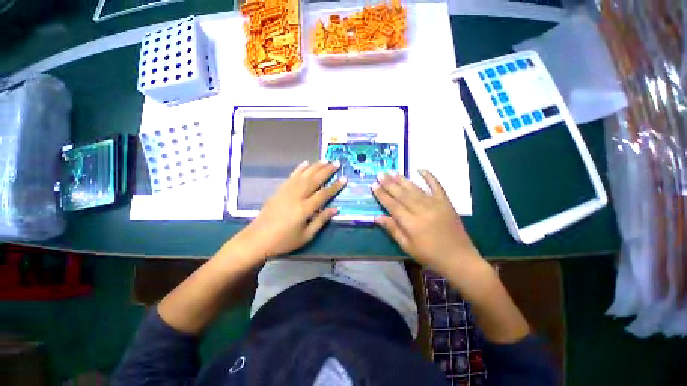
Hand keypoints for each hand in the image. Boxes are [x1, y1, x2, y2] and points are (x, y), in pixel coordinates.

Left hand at [226, 161, 345, 260]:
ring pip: (304, 175)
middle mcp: (296, 196)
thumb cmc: (283, 241)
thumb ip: (321, 221)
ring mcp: (286, 191)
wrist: (257, 239)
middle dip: (327, 171)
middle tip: (336, 163)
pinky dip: (299, 169)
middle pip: (314, 180)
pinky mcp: (279, 190)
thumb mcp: (306, 236)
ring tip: (325, 160)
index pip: (323, 194)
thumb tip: (335, 209)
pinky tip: (305, 163)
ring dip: (315, 166)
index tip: (344, 178)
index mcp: (304, 209)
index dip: (335, 186)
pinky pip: (292, 176)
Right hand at [372, 170, 482, 272]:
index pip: (393, 205)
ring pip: (415, 189)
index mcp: (411, 223)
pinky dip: (430, 177)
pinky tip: (421, 169)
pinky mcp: (446, 203)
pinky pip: (437, 186)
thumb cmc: (430, 255)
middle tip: (380, 174)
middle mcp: (422, 211)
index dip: (382, 195)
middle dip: (389, 183)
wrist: (459, 259)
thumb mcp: (407, 246)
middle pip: (402, 194)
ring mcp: (435, 205)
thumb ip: (393, 229)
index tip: (374, 185)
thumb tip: (377, 217)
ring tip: (392, 172)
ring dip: (403, 180)